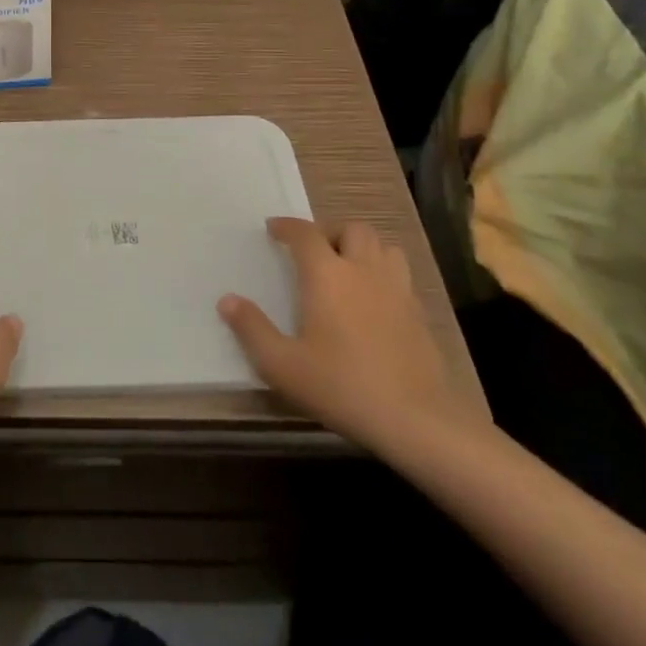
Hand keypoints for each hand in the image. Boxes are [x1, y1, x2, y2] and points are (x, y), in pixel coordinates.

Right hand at [218, 217, 480, 454]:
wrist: (416, 419)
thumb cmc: (341, 385)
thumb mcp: (282, 364)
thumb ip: (251, 329)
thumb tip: (226, 300)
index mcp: (327, 274)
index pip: (305, 233)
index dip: (287, 226)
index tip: (273, 228)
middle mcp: (363, 270)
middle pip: (352, 229)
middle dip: (331, 233)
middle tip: (315, 253)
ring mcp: (397, 289)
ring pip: (383, 246)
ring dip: (363, 249)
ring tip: (348, 269)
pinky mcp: (419, 313)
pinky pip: (400, 275)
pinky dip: (383, 274)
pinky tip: (374, 301)